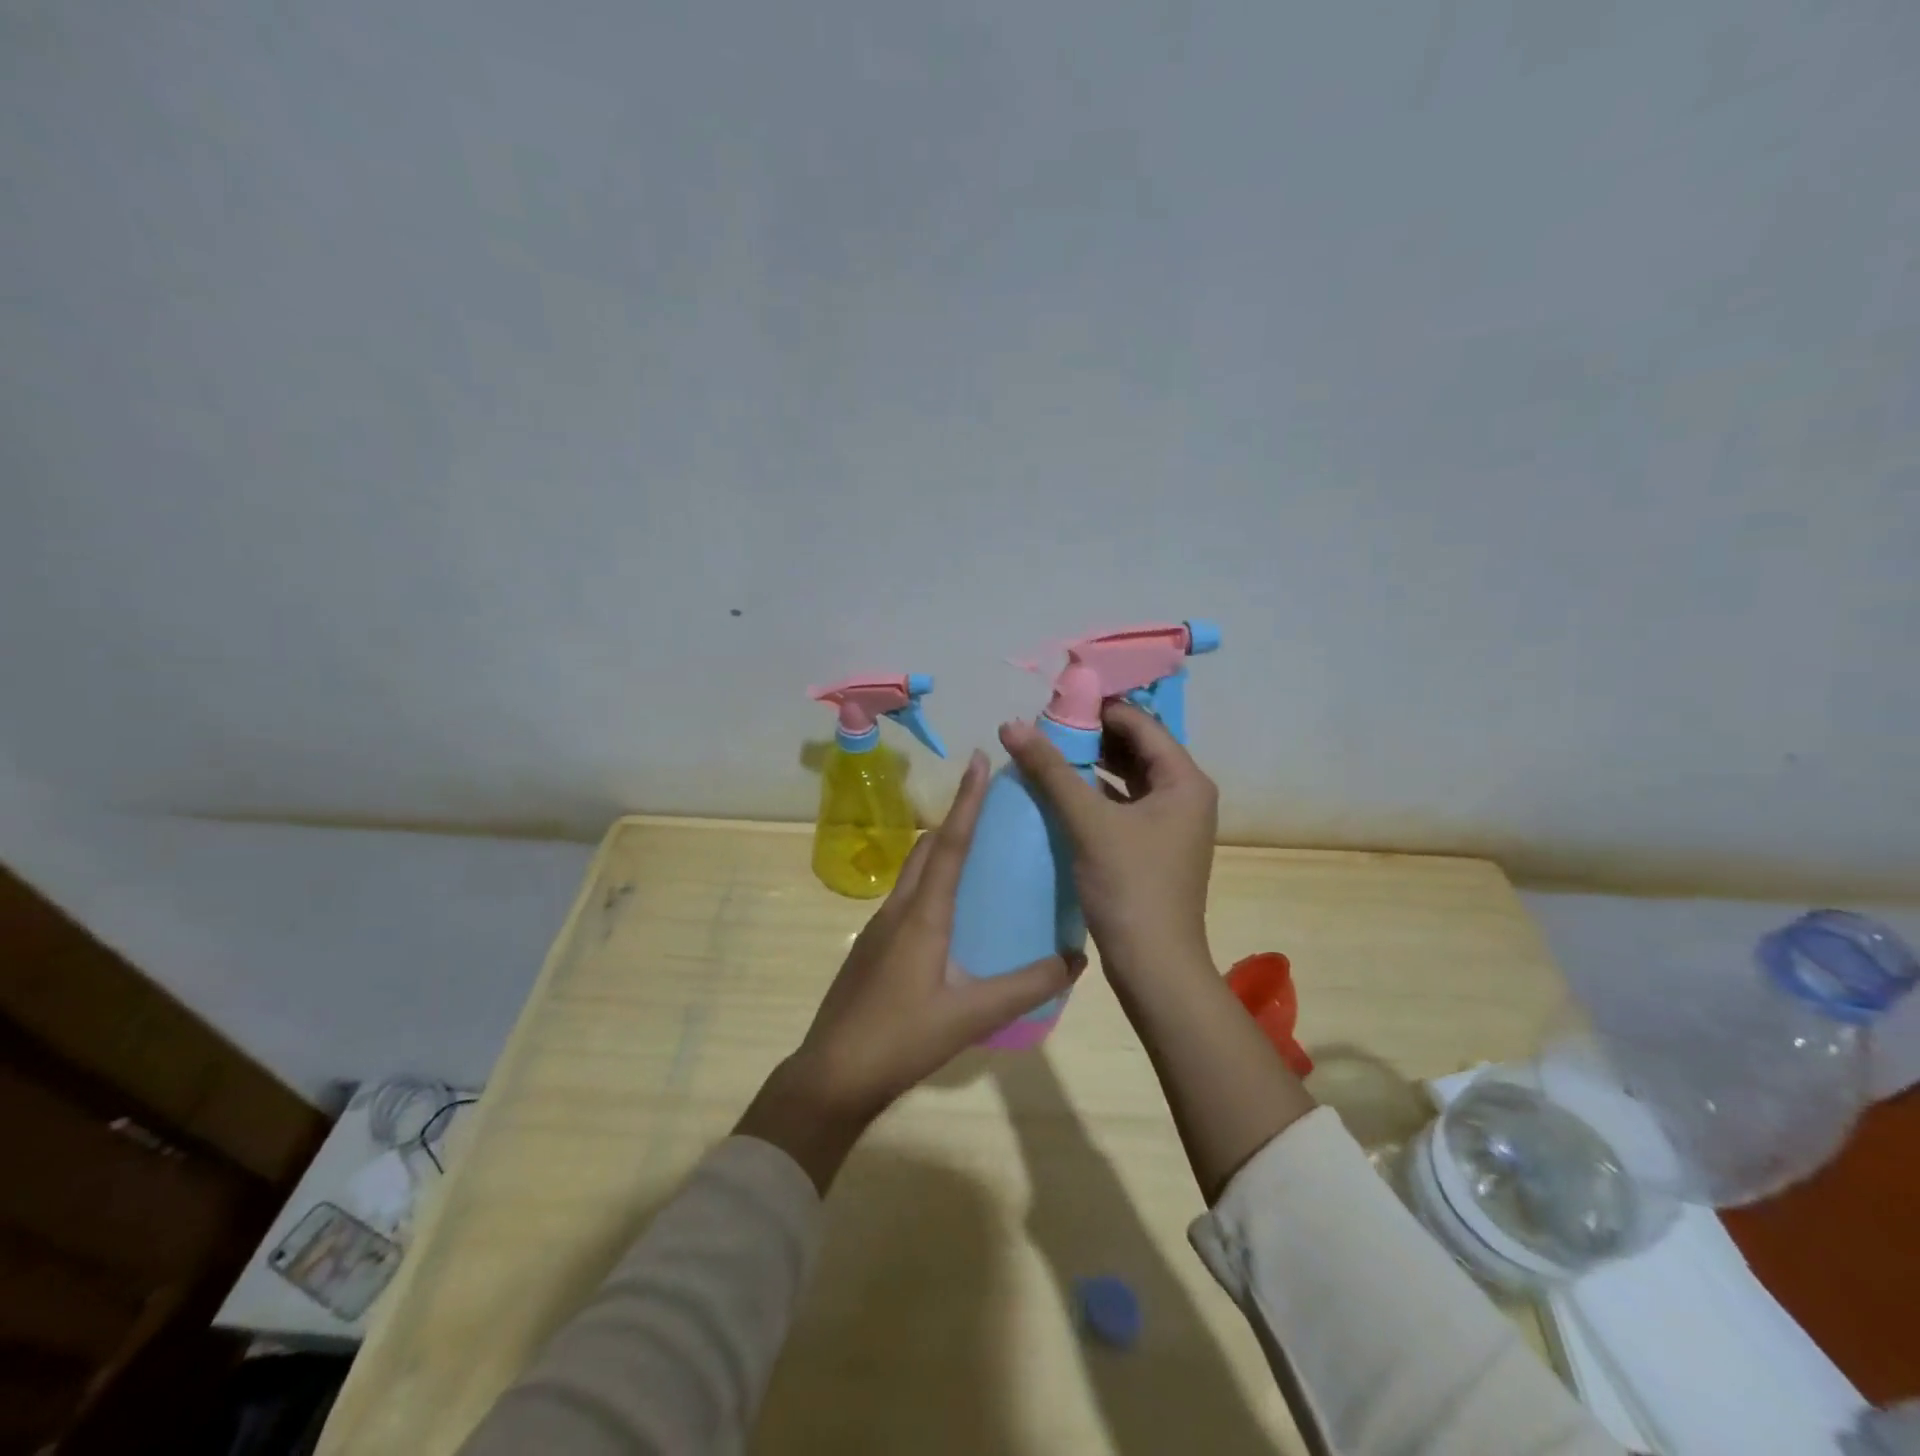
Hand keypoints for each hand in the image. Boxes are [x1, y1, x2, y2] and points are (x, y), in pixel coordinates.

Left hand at [738, 751, 1079, 1190]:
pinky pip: (907, 896)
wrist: (831, 1075)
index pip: (950, 843)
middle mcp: (898, 909)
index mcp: (922, 915)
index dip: (967, 800)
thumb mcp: (971, 1016)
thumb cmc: (901, 1039)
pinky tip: (950, 910)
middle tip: (990, 805)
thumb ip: (1025, 987)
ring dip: (941, 849)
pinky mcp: (873, 948)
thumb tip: (1076, 958)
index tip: (979, 759)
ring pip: (914, 871)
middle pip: (928, 848)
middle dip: (956, 818)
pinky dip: (931, 882)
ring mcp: (880, 928)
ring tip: (978, 850)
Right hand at [999, 703, 1218, 982]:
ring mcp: (1171, 823)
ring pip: (1128, 777)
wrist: (1154, 966)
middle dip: (1091, 735)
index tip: (1053, 701)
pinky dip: (1096, 794)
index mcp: (1185, 780)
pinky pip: (1124, 804)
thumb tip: (1011, 724)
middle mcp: (1185, 795)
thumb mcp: (1087, 822)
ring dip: (1091, 764)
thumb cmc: (1129, 886)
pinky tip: (1061, 792)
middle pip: (1136, 748)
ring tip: (1047, 752)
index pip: (1140, 724)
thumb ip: (1050, 769)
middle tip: (1044, 726)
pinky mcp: (1153, 846)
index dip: (1097, 708)